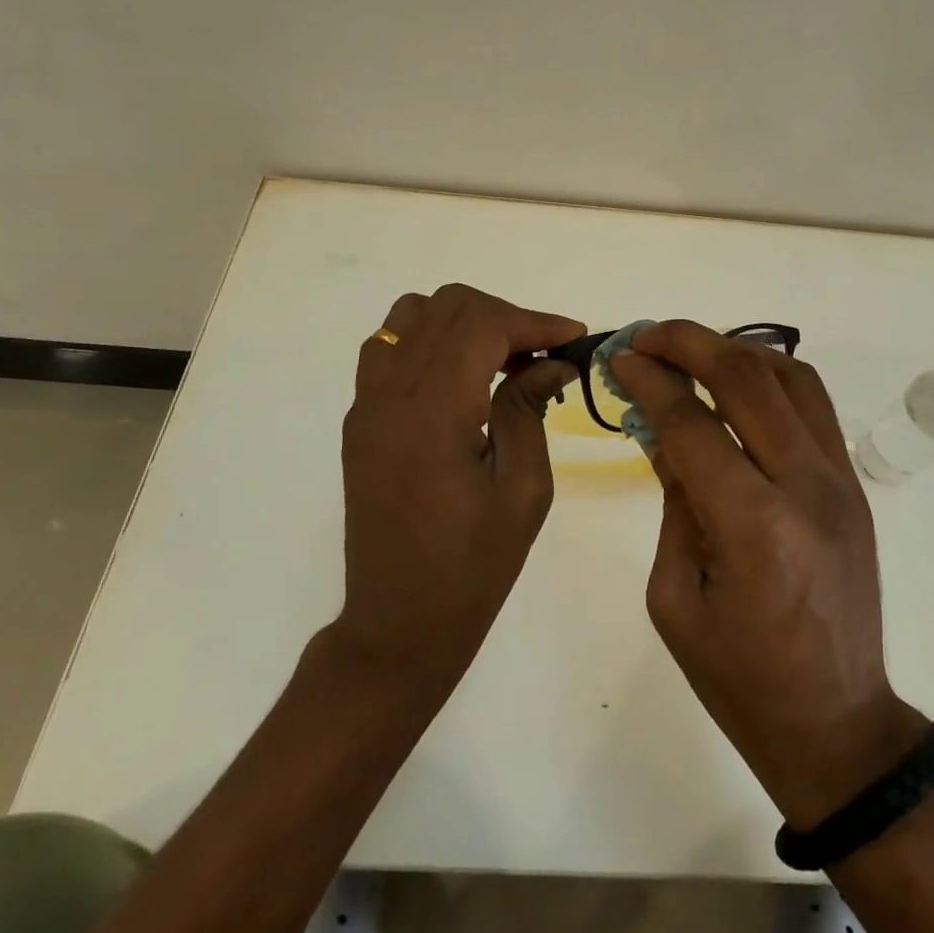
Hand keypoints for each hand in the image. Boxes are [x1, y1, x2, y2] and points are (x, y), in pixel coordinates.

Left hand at [336, 284, 581, 700]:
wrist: (398, 624)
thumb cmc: (473, 567)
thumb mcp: (523, 491)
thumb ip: (529, 410)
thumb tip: (552, 362)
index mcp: (432, 415)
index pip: (481, 326)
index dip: (533, 320)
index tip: (572, 337)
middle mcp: (390, 397)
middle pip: (447, 307)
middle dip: (504, 316)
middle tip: (541, 354)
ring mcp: (367, 405)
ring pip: (412, 315)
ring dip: (464, 322)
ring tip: (500, 360)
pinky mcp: (360, 420)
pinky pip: (391, 347)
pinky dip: (431, 341)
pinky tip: (461, 378)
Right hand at [610, 323, 927, 827]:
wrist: (836, 722)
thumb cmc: (740, 677)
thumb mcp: (675, 597)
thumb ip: (673, 500)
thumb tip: (661, 428)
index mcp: (753, 527)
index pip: (693, 422)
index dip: (650, 380)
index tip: (620, 357)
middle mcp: (805, 486)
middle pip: (747, 377)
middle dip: (689, 342)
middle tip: (647, 337)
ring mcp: (839, 479)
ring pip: (790, 376)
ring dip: (735, 350)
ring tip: (690, 352)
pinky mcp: (853, 483)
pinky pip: (813, 403)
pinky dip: (771, 375)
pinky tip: (737, 382)